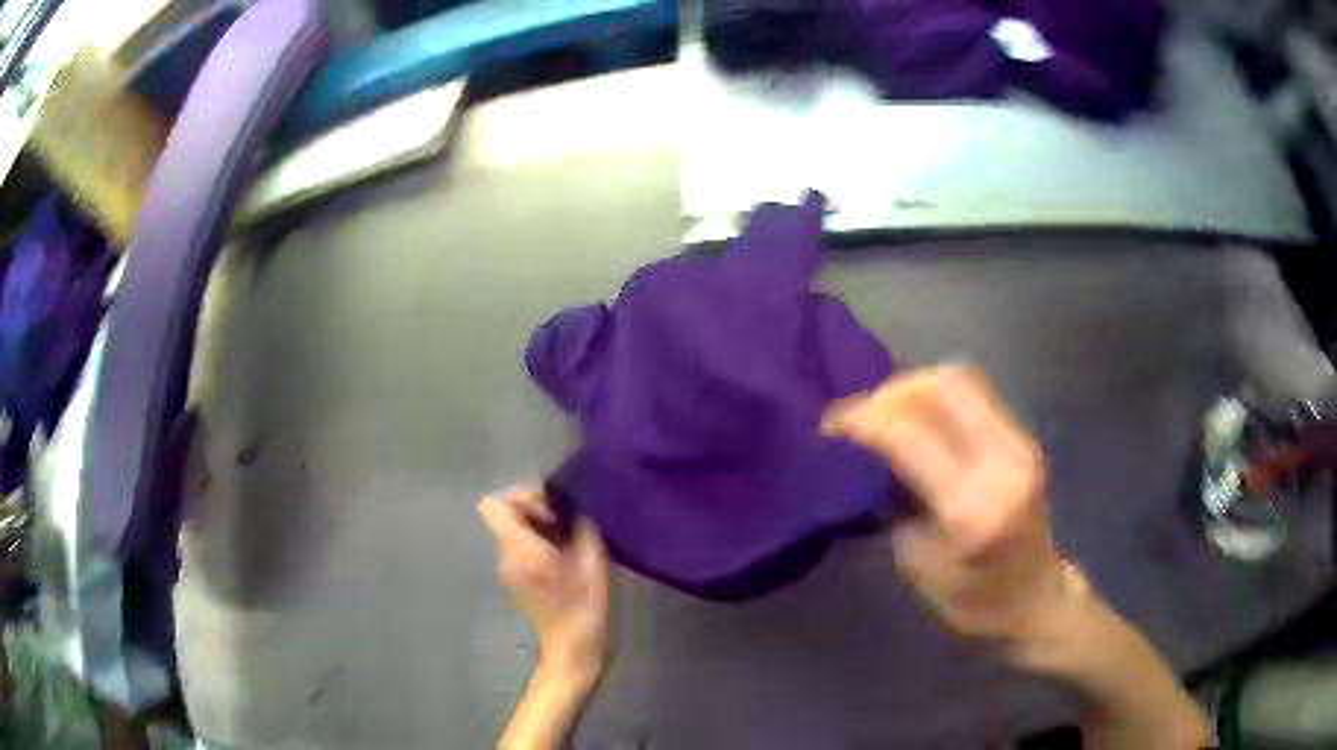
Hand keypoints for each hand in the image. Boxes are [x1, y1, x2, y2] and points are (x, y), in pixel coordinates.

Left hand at [478, 487, 609, 682]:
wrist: (571, 650)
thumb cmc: (582, 607)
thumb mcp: (592, 563)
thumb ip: (583, 529)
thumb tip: (578, 509)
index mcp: (518, 549)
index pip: (492, 505)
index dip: (521, 497)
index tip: (550, 511)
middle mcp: (505, 556)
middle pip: (504, 515)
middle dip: (534, 510)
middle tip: (566, 523)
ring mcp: (508, 570)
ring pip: (513, 531)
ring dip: (538, 527)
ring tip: (570, 539)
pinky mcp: (517, 580)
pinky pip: (520, 547)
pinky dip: (539, 543)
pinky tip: (565, 557)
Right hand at [822, 364, 1072, 647]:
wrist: (1034, 599)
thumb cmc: (971, 600)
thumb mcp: (917, 563)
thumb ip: (898, 500)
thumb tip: (870, 450)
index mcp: (971, 508)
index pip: (911, 434)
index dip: (865, 418)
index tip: (831, 426)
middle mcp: (1002, 463)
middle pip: (940, 388)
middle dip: (888, 393)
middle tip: (858, 416)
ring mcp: (1020, 443)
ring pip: (959, 379)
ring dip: (913, 386)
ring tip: (885, 411)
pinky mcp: (1024, 437)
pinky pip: (974, 392)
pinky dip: (936, 393)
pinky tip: (918, 414)